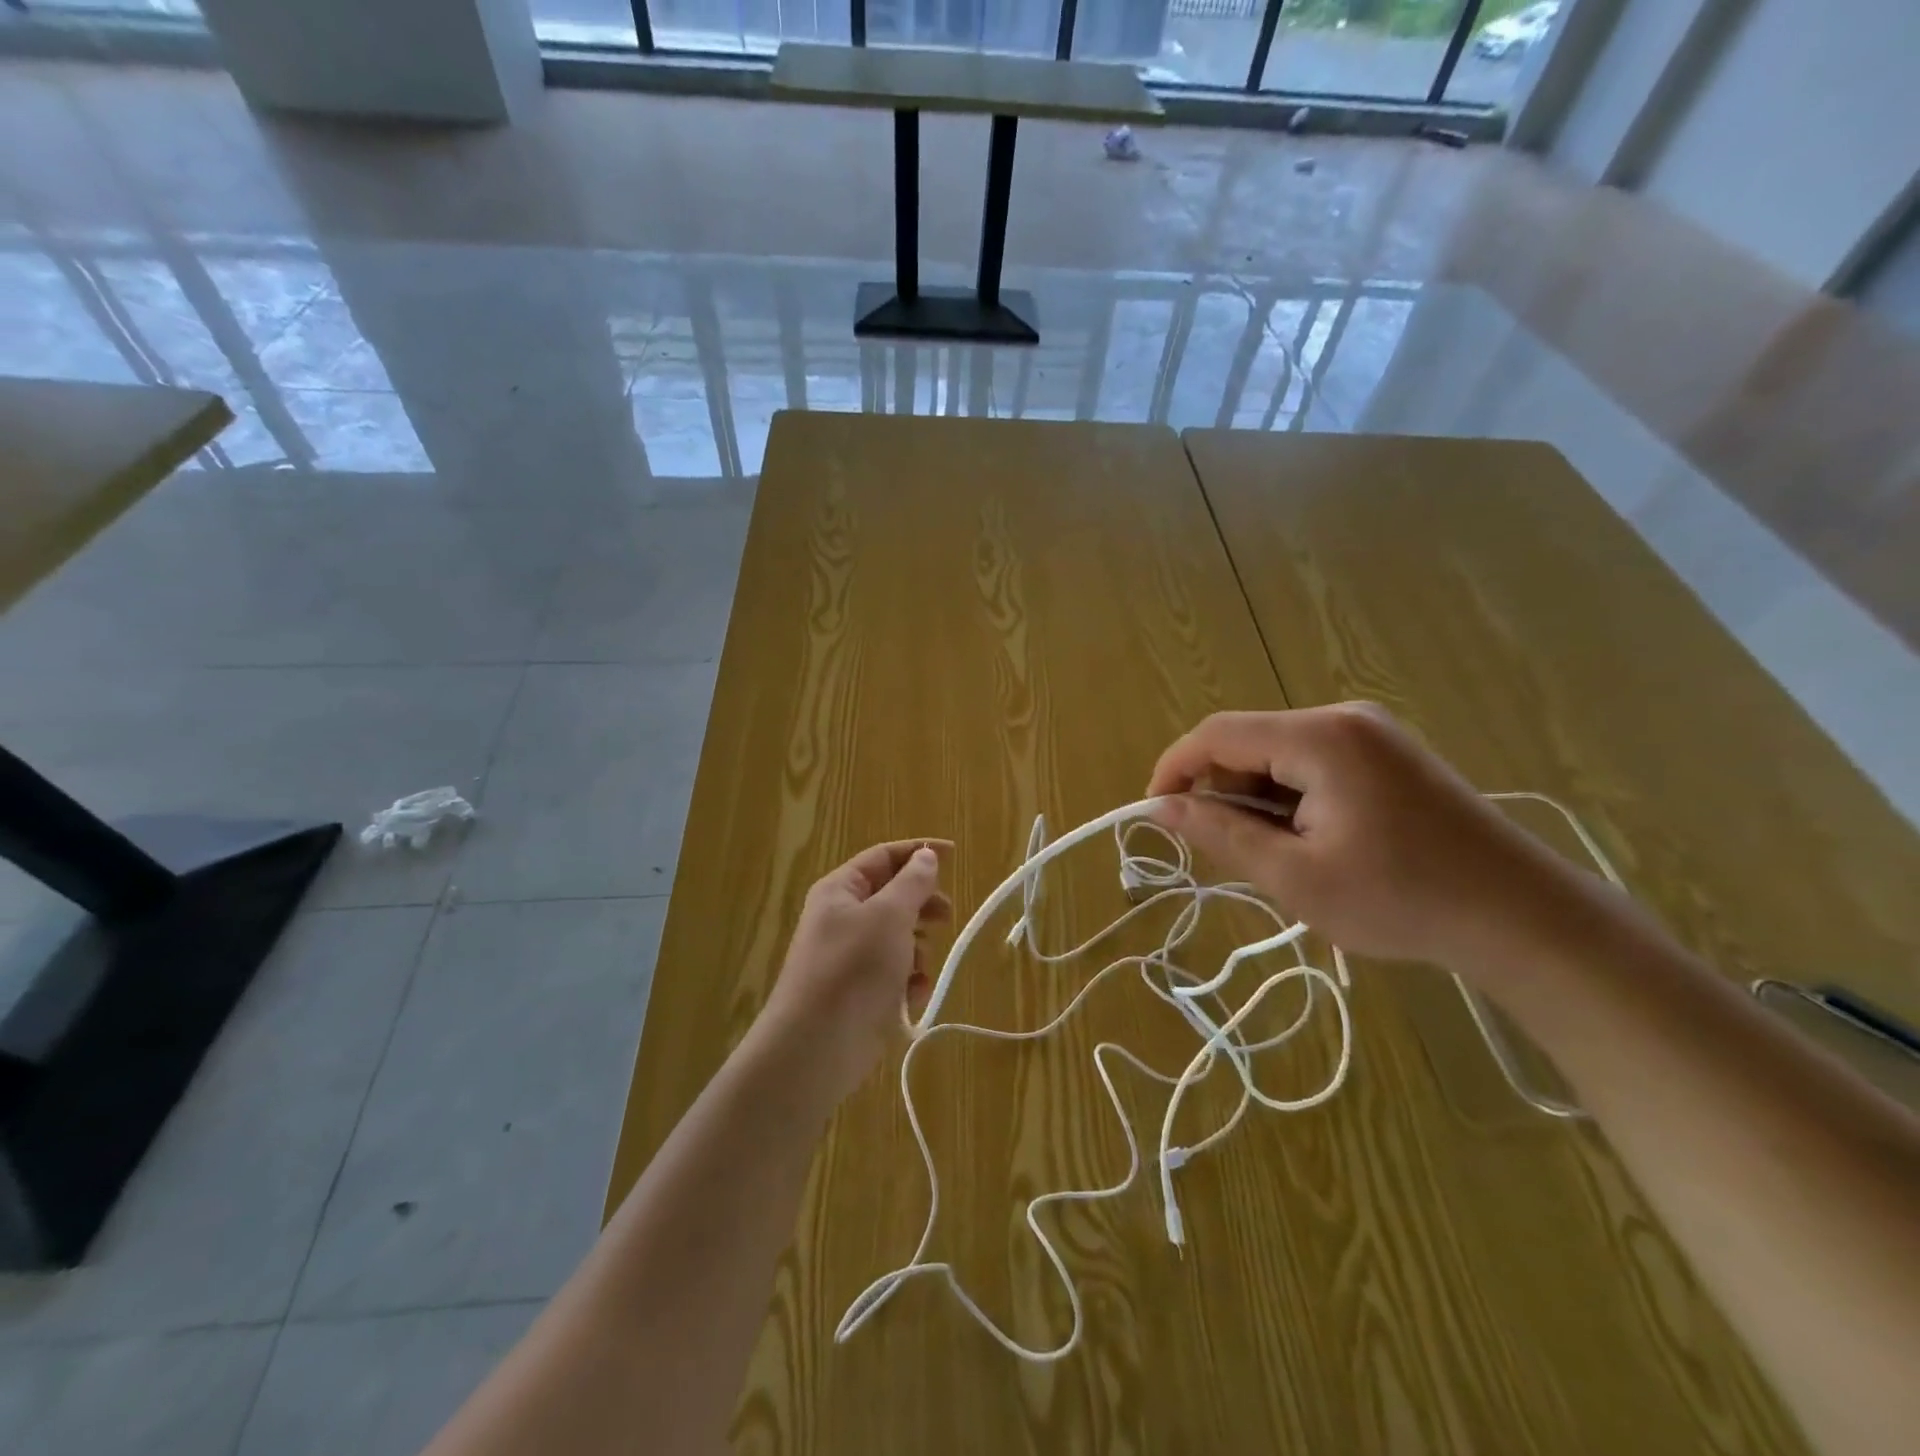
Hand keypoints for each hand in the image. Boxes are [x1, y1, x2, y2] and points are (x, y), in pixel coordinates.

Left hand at [754, 841, 952, 1104]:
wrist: (816, 1047)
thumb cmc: (853, 969)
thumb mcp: (889, 917)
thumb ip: (912, 883)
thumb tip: (925, 855)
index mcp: (841, 890)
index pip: (884, 856)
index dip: (919, 851)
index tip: (955, 854)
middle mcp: (842, 917)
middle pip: (893, 897)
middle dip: (922, 906)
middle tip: (947, 916)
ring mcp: (850, 956)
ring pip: (898, 937)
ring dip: (917, 949)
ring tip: (918, 967)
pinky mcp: (860, 991)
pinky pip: (893, 972)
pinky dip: (907, 980)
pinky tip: (910, 996)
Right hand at [1147, 704, 1584, 974]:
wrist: (1523, 918)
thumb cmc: (1402, 900)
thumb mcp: (1295, 877)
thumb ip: (1221, 834)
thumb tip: (1161, 809)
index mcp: (1319, 738)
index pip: (1216, 734)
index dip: (1174, 769)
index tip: (1154, 814)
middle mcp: (1342, 719)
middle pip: (1248, 741)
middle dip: (1220, 790)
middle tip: (1222, 850)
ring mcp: (1370, 734)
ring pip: (1277, 755)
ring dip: (1257, 799)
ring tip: (1275, 856)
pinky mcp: (1388, 754)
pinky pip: (1311, 763)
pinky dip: (1290, 798)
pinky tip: (1310, 841)